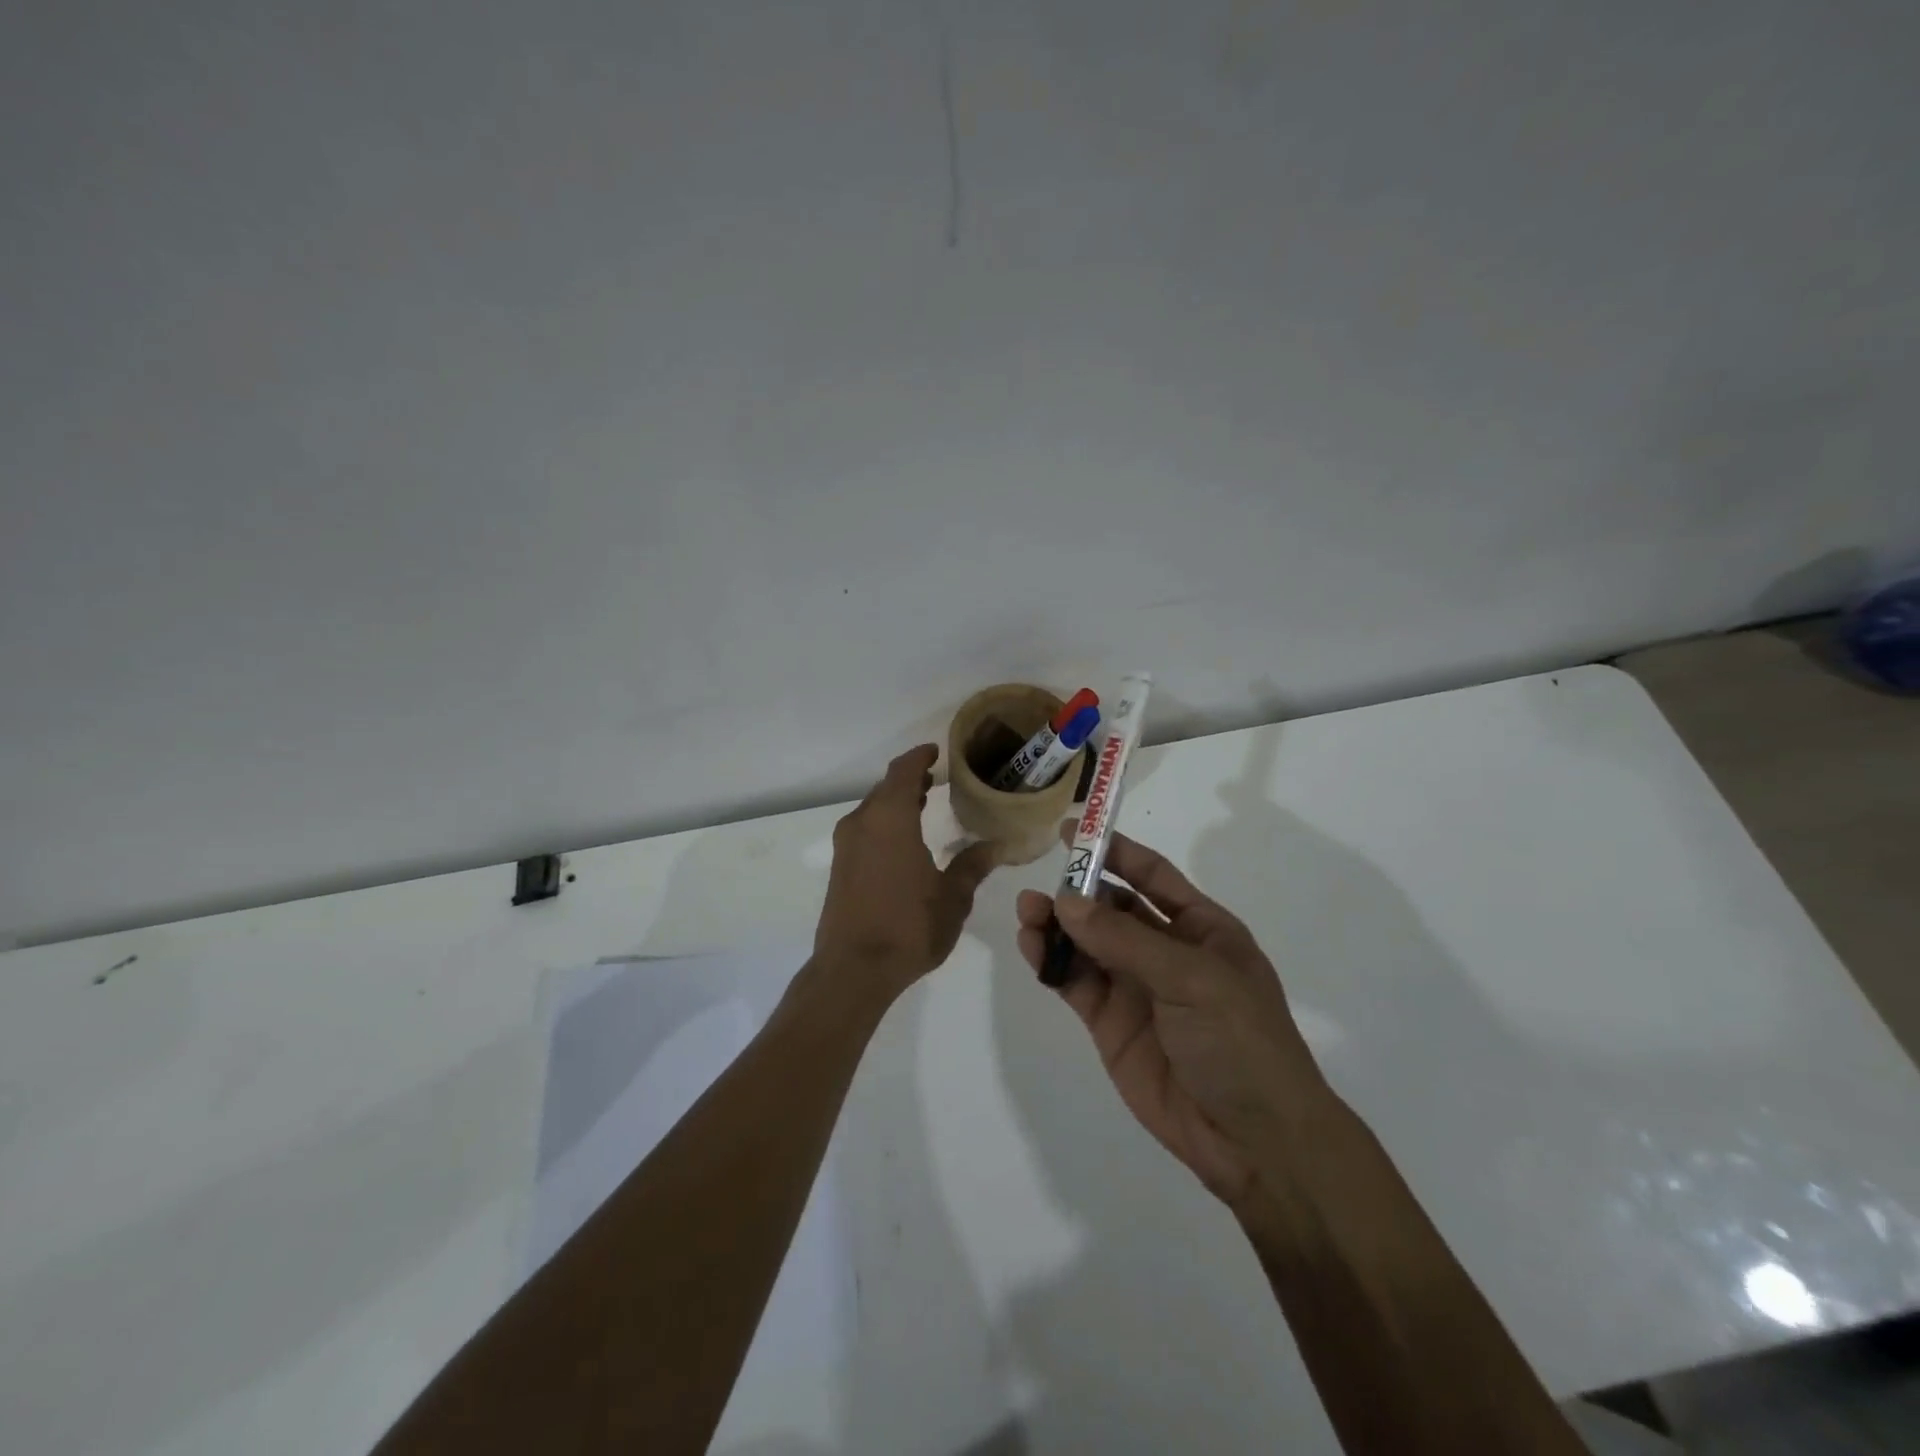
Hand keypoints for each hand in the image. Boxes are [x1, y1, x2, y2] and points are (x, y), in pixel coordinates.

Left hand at [814, 745, 998, 1001]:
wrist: (853, 969)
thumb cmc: (908, 926)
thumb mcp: (952, 897)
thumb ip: (973, 865)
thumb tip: (998, 846)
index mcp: (890, 818)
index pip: (903, 771)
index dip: (919, 757)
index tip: (936, 751)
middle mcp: (862, 823)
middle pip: (885, 788)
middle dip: (910, 780)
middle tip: (936, 779)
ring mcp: (846, 845)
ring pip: (872, 809)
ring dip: (895, 801)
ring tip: (923, 803)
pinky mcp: (839, 867)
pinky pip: (864, 828)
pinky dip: (884, 822)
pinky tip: (902, 839)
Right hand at [1016, 833, 1326, 1206]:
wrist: (1253, 1140)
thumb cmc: (1240, 1041)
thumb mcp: (1192, 978)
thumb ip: (1126, 939)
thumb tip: (1067, 902)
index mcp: (1202, 929)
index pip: (1152, 876)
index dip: (1114, 850)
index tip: (1072, 829)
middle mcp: (1166, 951)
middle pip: (1112, 907)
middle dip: (1078, 891)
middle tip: (1042, 882)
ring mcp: (1135, 987)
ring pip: (1087, 943)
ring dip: (1057, 924)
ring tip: (1028, 912)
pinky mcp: (1109, 1023)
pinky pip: (1075, 981)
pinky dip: (1051, 961)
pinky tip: (1031, 945)